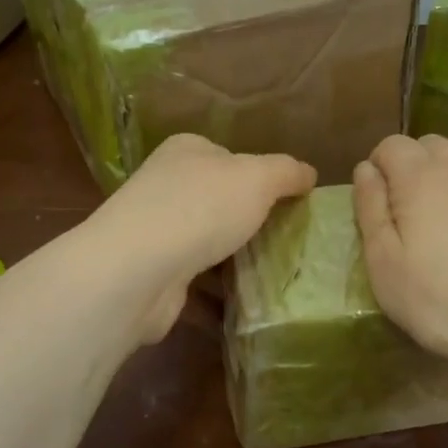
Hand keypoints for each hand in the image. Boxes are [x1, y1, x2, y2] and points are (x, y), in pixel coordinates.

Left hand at [86, 134, 316, 343]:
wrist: (138, 270)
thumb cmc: (201, 208)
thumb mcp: (258, 177)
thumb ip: (287, 171)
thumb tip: (309, 173)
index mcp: (186, 151)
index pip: (229, 156)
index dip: (260, 175)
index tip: (289, 201)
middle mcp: (166, 184)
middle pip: (218, 198)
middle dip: (249, 217)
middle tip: (287, 237)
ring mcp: (156, 229)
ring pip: (207, 237)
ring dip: (234, 253)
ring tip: (274, 268)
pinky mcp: (153, 271)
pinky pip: (196, 275)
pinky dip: (218, 286)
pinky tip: (244, 297)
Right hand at [354, 134, 447, 379]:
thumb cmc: (444, 308)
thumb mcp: (385, 269)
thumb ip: (371, 212)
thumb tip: (365, 170)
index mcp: (420, 182)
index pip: (392, 146)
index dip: (381, 163)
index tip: (379, 192)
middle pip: (434, 143)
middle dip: (418, 162)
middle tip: (416, 201)